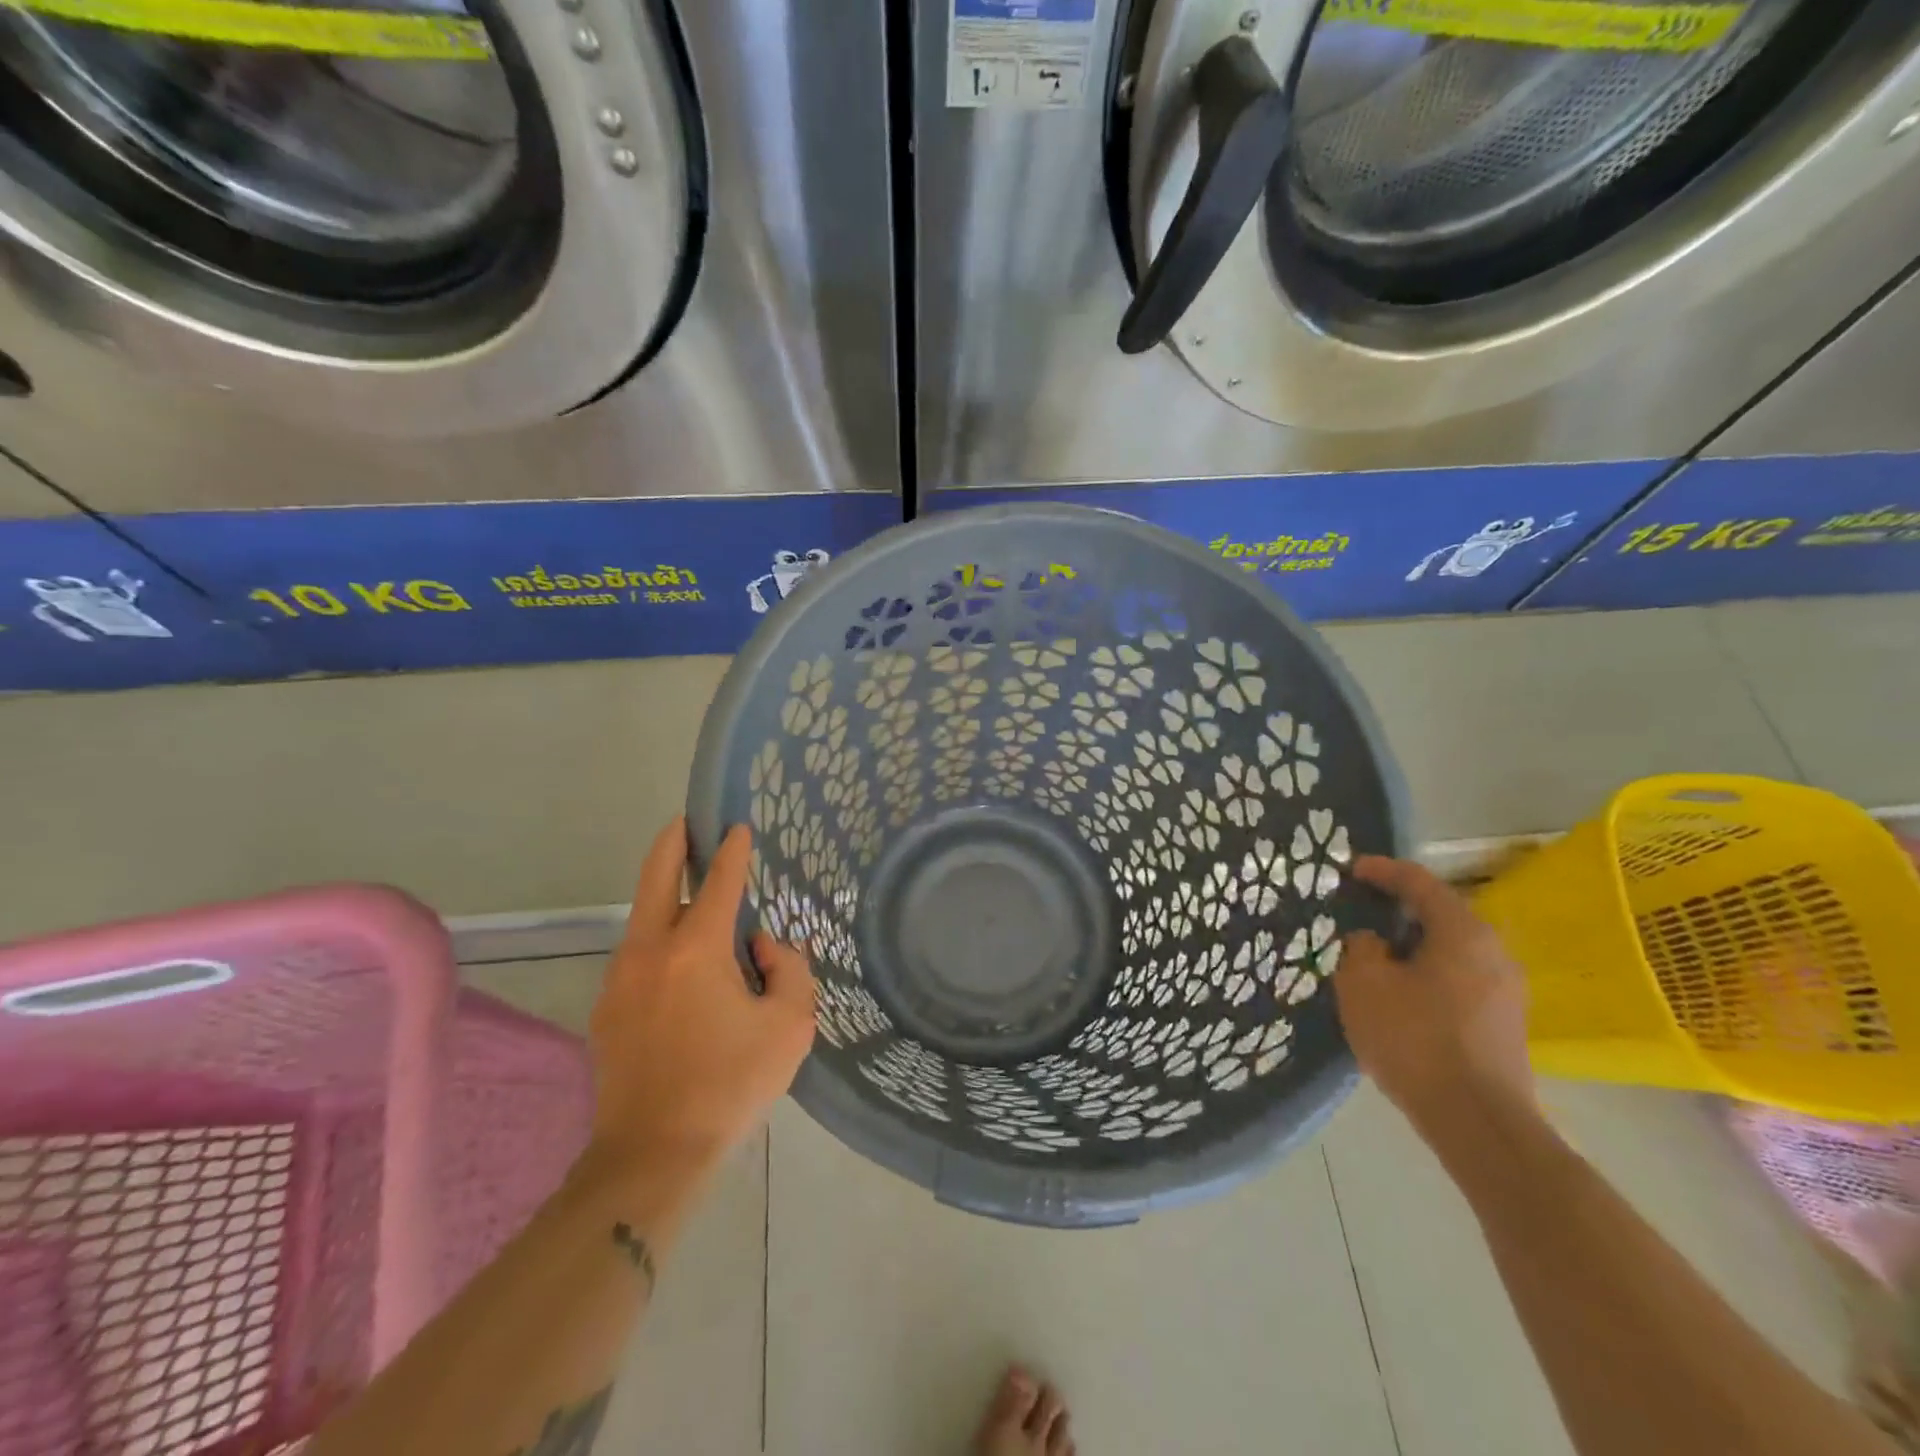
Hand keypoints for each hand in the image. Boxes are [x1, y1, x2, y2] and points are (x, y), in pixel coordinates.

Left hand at [586, 819, 815, 1176]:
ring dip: (672, 898)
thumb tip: (763, 949)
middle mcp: (650, 951)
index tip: (738, 828)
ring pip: (646, 918)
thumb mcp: (789, 1027)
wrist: (651, 1155)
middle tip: (688, 823)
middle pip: (657, 877)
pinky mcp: (607, 1008)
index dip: (732, 851)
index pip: (718, 882)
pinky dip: (663, 942)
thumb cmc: (730, 1086)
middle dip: (673, 843)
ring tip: (705, 909)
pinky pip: (640, 955)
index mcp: (696, 950)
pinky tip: (688, 970)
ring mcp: (620, 979)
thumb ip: (789, 972)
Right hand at [1334, 856, 1534, 1143]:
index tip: (1351, 869)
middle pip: (1439, 917)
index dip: (1381, 870)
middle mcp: (1493, 952)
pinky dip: (1424, 978)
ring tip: (1373, 961)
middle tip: (1359, 916)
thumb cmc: (1414, 1038)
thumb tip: (1373, 942)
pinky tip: (1398, 1000)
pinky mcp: (1503, 1025)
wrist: (1476, 1121)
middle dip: (1396, 913)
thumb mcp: (1363, 982)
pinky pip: (1456, 983)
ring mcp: (1505, 992)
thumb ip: (1361, 947)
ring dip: (1410, 950)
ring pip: (1448, 953)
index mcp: (1462, 932)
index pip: (1419, 883)